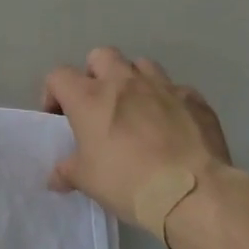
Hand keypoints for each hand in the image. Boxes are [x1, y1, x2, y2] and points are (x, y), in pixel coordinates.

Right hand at [41, 47, 239, 231]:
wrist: (193, 192)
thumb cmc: (128, 182)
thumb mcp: (87, 181)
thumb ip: (67, 172)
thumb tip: (56, 177)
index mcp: (89, 98)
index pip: (58, 76)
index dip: (54, 93)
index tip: (60, 117)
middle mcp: (124, 82)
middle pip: (101, 56)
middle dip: (95, 74)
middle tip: (98, 105)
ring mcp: (162, 86)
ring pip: (141, 64)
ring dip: (133, 81)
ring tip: (136, 109)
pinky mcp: (194, 99)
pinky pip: (176, 89)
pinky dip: (168, 101)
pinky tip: (171, 125)